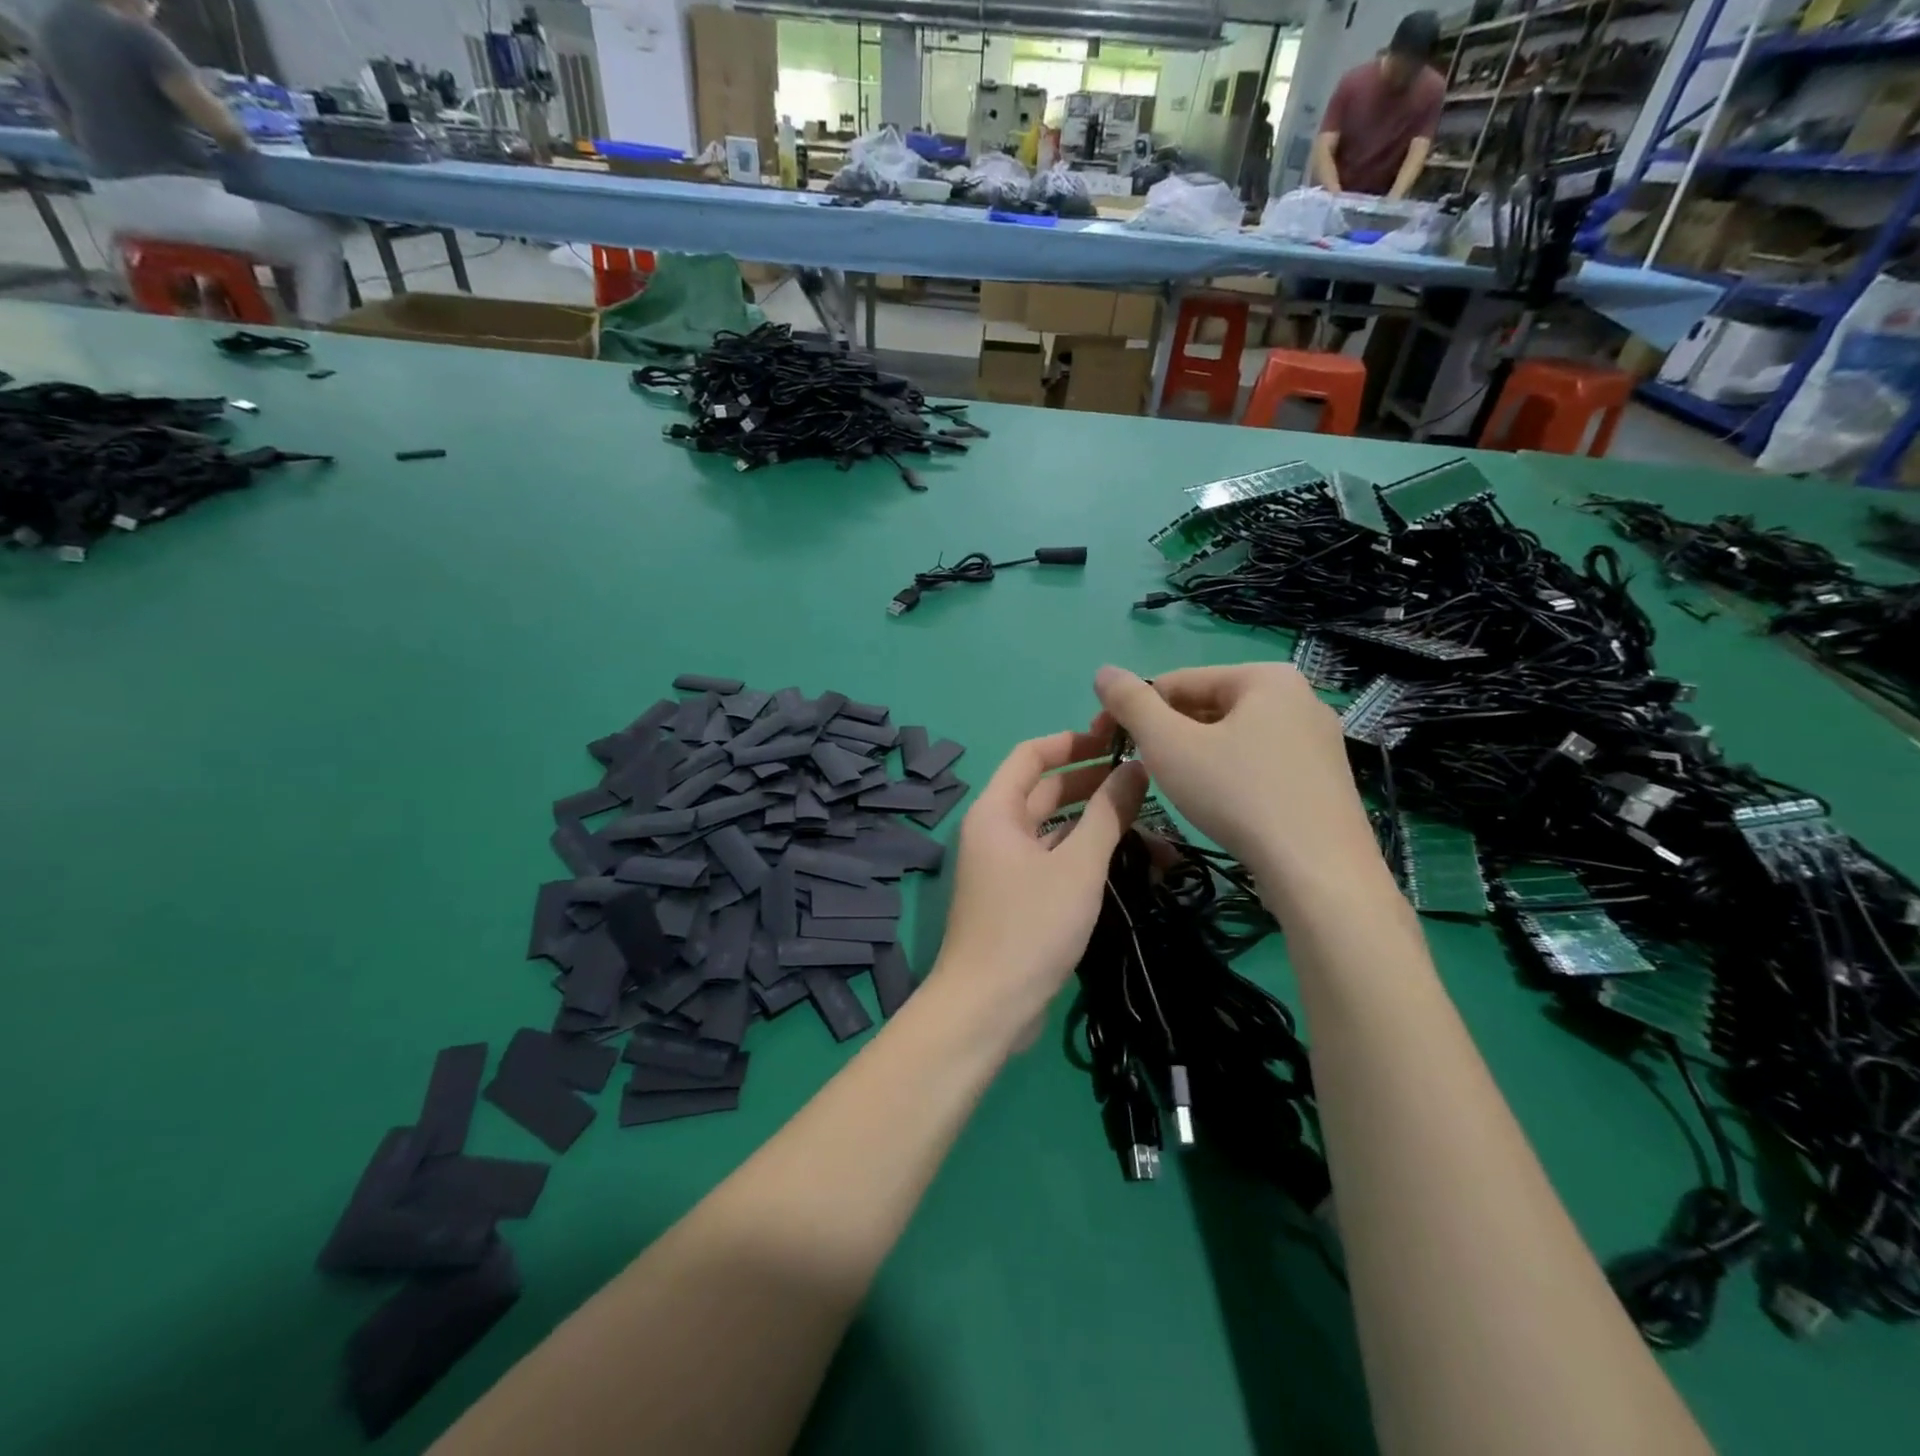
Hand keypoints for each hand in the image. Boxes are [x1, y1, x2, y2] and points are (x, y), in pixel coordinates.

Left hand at [929, 731, 1148, 1040]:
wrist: (988, 1007)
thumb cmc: (1030, 926)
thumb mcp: (1077, 866)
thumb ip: (1107, 814)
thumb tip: (1135, 768)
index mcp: (997, 811)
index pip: (1032, 754)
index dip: (1073, 741)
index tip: (1116, 738)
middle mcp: (997, 831)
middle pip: (1045, 791)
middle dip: (1092, 781)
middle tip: (1144, 777)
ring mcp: (1007, 866)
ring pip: (1055, 829)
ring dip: (1095, 822)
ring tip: (1149, 819)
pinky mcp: (1020, 897)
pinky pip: (1055, 861)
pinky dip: (1086, 854)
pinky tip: (1127, 859)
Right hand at [1091, 663, 1382, 902]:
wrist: (1319, 872)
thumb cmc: (1237, 795)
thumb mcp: (1169, 744)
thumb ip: (1131, 704)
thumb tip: (1103, 671)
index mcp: (1265, 676)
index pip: (1177, 681)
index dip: (1133, 709)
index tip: (1105, 742)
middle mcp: (1300, 697)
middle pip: (1208, 706)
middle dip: (1167, 733)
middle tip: (1140, 769)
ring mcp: (1318, 740)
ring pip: (1233, 737)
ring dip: (1194, 755)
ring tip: (1176, 789)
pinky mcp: (1324, 779)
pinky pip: (1260, 763)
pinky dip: (1229, 775)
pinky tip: (1218, 805)